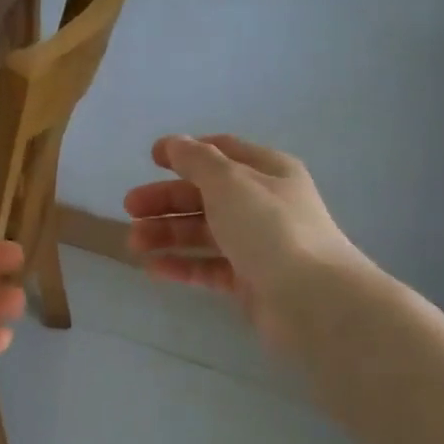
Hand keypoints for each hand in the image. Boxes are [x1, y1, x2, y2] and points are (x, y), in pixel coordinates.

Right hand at [124, 135, 373, 356]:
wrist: (313, 300)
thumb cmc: (269, 228)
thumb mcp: (228, 181)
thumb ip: (196, 160)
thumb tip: (174, 143)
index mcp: (267, 171)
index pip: (221, 152)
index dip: (186, 152)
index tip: (151, 159)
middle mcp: (263, 204)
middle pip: (205, 194)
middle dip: (166, 199)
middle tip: (129, 208)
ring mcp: (258, 244)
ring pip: (204, 232)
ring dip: (167, 233)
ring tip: (134, 244)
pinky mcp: (250, 281)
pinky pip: (209, 267)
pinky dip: (182, 265)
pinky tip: (153, 269)